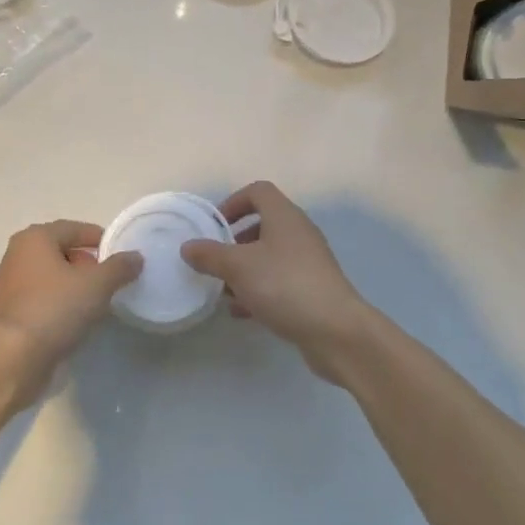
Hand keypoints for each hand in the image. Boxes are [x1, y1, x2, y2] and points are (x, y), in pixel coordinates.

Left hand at [0, 220, 140, 393]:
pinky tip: (72, 320)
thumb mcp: (97, 285)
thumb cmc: (55, 308)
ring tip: (94, 302)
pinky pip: (38, 299)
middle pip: (59, 252)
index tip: (118, 253)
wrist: (14, 358)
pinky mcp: (6, 314)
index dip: (98, 238)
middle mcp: (15, 255)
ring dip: (70, 285)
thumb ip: (119, 267)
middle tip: (108, 280)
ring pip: (47, 277)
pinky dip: (56, 303)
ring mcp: (7, 286)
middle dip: (85, 263)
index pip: (72, 229)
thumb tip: (135, 256)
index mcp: (34, 238)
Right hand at [180, 182, 374, 381]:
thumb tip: (187, 246)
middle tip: (214, 260)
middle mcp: (299, 233)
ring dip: (245, 270)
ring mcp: (308, 263)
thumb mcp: (238, 267)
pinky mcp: (312, 290)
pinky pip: (279, 282)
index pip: (258, 192)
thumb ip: (210, 255)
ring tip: (223, 290)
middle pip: (263, 225)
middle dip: (235, 242)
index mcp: (284, 216)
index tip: (214, 226)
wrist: (337, 331)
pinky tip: (242, 313)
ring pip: (269, 257)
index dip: (233, 202)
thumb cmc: (284, 285)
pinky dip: (259, 291)